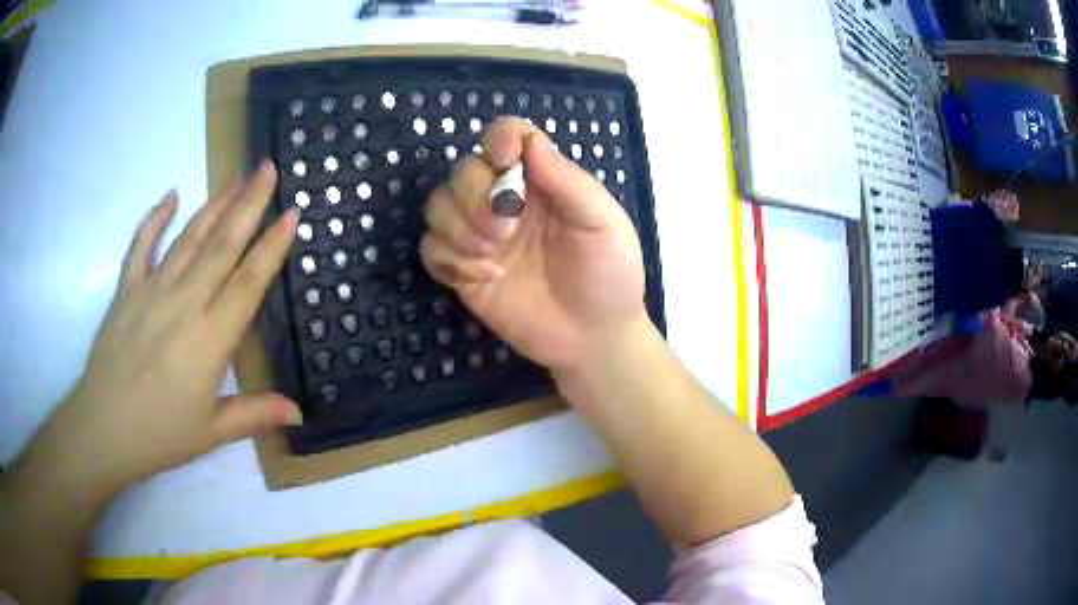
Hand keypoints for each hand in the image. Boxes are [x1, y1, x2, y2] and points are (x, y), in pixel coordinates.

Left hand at [42, 161, 301, 492]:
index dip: (272, 246)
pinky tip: (172, 196)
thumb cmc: (161, 435)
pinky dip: (155, 217)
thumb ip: (254, 413)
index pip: (247, 283)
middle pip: (221, 246)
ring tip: (236, 179)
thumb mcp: (211, 432)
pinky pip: (142, 245)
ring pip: (188, 238)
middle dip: (248, 205)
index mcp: (209, 340)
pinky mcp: (126, 290)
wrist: (104, 429)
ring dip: (214, 205)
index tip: (291, 213)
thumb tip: (299, 411)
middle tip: (268, 169)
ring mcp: (151, 291)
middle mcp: (183, 304)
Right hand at [420, 118, 646, 371]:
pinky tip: (483, 277)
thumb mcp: (602, 223)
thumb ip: (567, 180)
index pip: (507, 138)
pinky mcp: (463, 271)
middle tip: (504, 231)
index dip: (498, 140)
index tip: (504, 161)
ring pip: (438, 205)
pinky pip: (431, 248)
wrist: (594, 338)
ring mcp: (481, 237)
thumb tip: (529, 141)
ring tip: (491, 256)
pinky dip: (448, 258)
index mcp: (541, 181)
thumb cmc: (609, 275)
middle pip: (464, 170)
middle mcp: (505, 201)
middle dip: (475, 196)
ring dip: (457, 226)